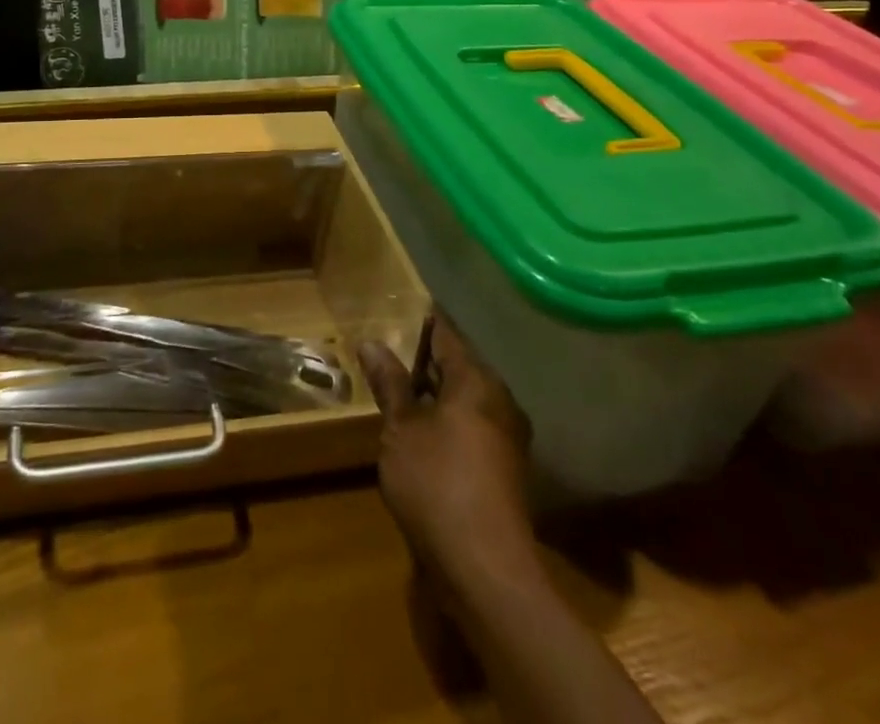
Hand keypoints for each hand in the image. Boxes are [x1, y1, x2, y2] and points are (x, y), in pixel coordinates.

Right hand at [359, 317, 534, 591]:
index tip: (397, 308)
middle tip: (388, 350)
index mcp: (477, 381)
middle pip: (459, 366)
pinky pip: (472, 426)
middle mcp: (500, 401)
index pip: (447, 334)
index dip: (421, 320)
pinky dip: (447, 419)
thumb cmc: (438, 484)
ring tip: (398, 389)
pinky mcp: (505, 469)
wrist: (486, 571)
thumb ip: (389, 383)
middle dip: (424, 359)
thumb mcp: (401, 429)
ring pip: (465, 398)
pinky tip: (420, 432)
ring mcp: (507, 437)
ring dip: (434, 393)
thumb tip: (371, 342)